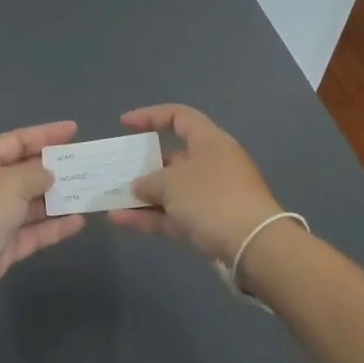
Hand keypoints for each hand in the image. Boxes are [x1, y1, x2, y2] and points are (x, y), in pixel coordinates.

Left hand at [0, 121, 86, 318]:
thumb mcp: (8, 184)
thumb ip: (35, 174)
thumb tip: (48, 174)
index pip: (14, 141)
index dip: (44, 134)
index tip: (74, 130)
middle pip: (23, 172)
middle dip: (53, 168)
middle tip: (85, 164)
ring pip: (30, 204)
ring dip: (57, 199)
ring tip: (88, 192)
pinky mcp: (1, 248)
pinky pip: (32, 232)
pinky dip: (53, 227)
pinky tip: (78, 221)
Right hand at [107, 105, 283, 263]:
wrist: (253, 246)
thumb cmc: (211, 198)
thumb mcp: (172, 183)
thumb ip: (149, 181)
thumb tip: (138, 186)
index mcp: (209, 141)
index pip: (179, 117)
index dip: (151, 116)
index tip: (124, 124)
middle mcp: (212, 164)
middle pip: (172, 157)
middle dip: (143, 165)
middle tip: (116, 170)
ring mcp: (211, 196)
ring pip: (170, 190)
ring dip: (142, 195)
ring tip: (110, 200)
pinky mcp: (208, 224)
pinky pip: (173, 214)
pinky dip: (150, 216)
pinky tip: (120, 220)